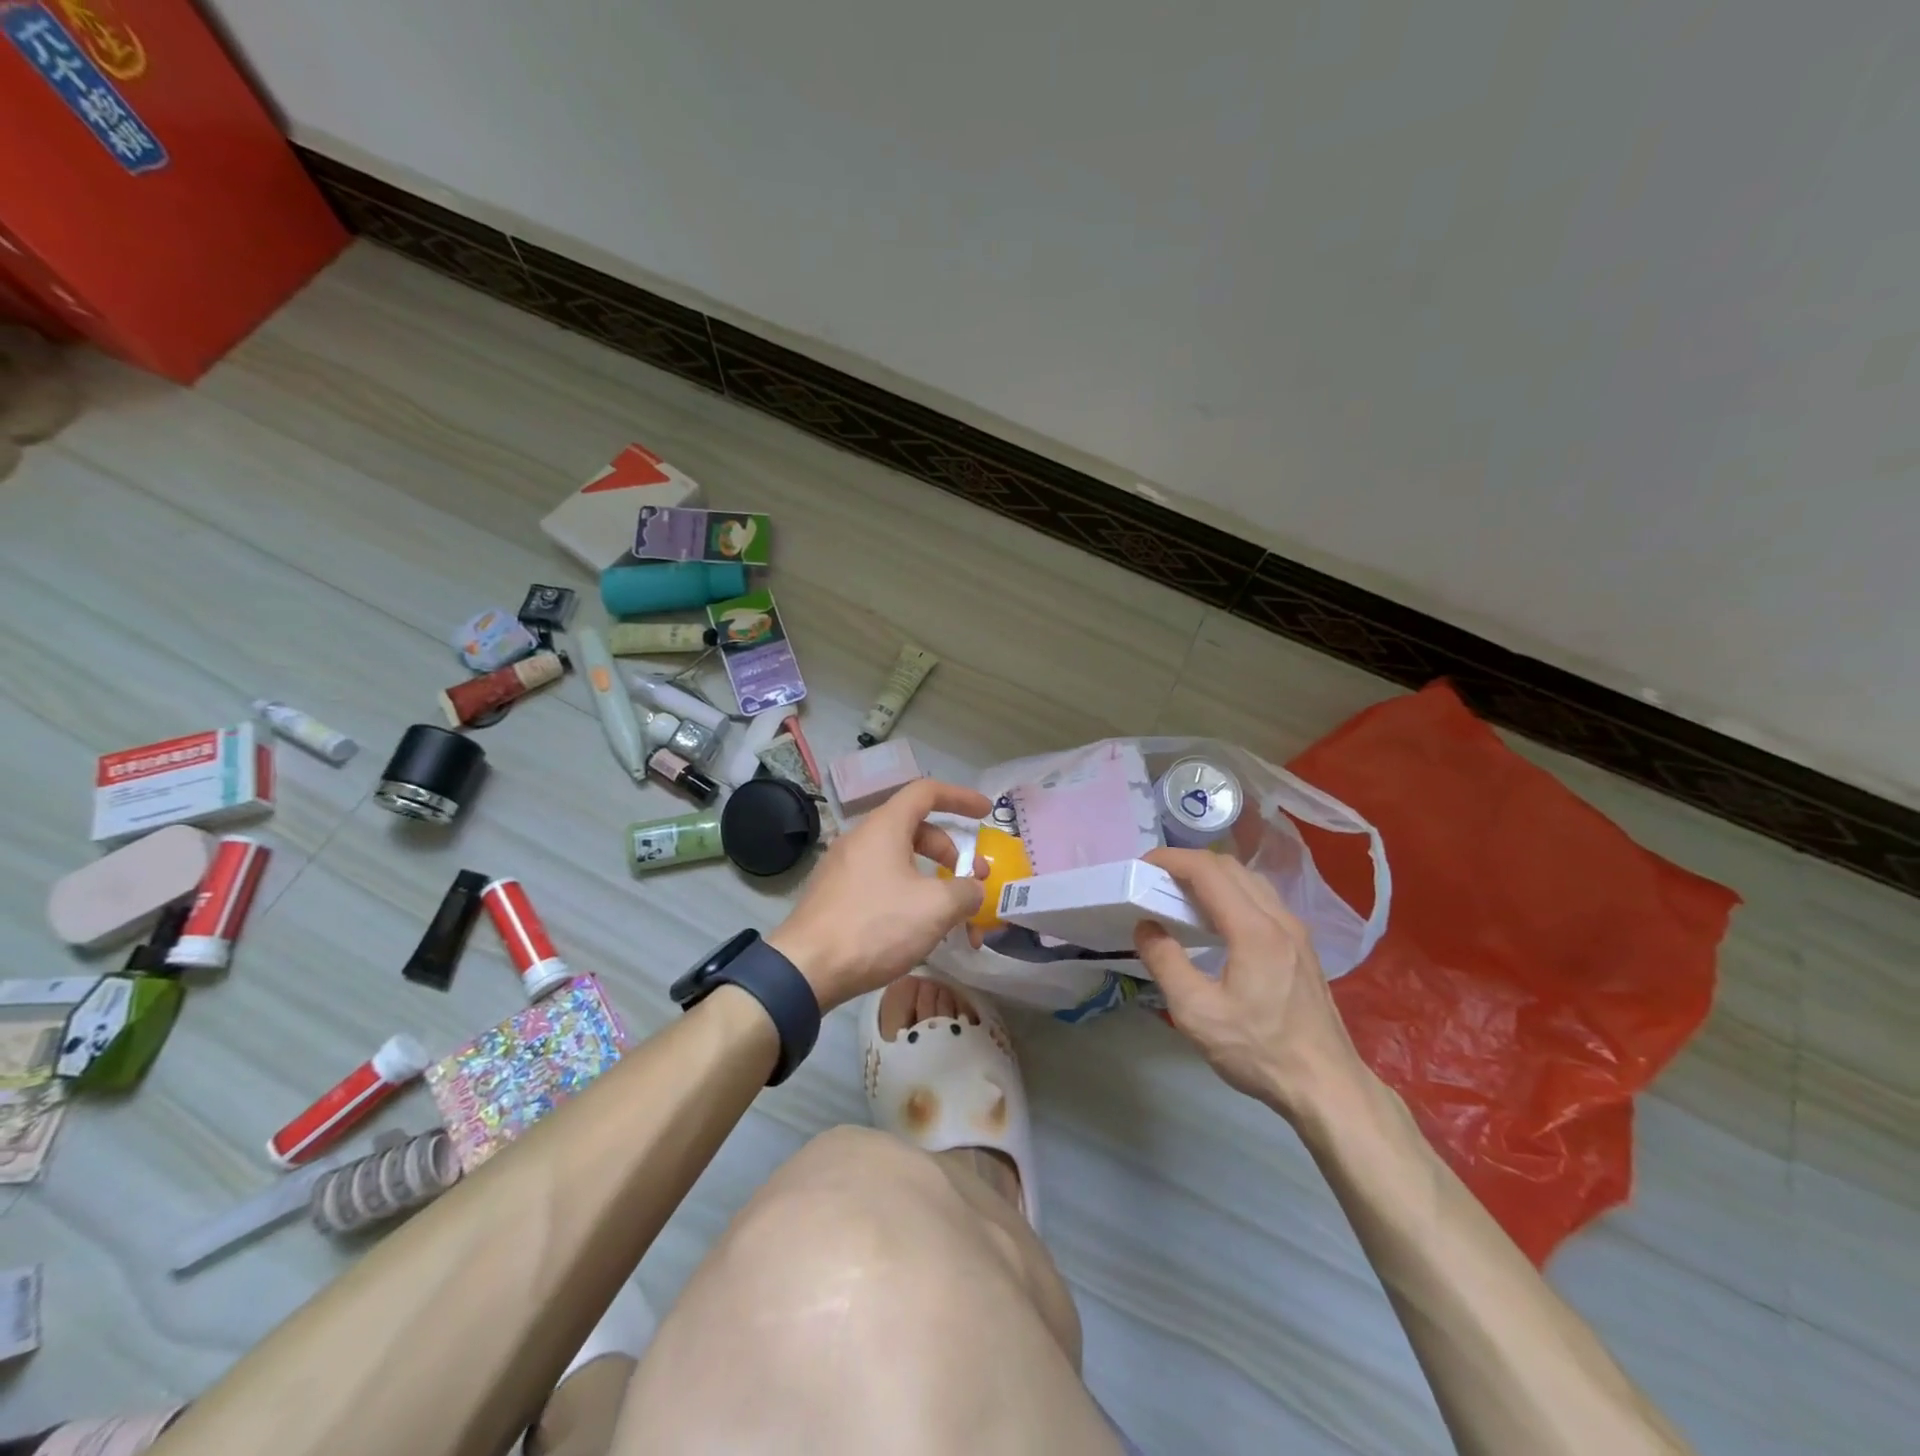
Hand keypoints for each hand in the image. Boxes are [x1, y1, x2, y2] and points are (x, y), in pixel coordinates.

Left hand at [767, 779, 990, 1011]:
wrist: (806, 969)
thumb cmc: (875, 926)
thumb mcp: (935, 908)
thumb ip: (965, 891)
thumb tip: (973, 889)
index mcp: (884, 827)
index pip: (926, 792)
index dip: (960, 797)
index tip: (986, 813)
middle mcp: (861, 838)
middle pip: (916, 830)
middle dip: (951, 853)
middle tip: (971, 882)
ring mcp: (844, 867)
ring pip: (899, 861)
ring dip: (931, 881)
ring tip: (950, 917)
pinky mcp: (834, 895)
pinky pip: (880, 882)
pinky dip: (907, 895)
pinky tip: (918, 930)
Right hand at [1132, 847, 1361, 1116]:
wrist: (1328, 1088)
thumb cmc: (1259, 1051)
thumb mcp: (1197, 1013)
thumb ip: (1165, 963)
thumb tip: (1146, 926)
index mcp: (1253, 929)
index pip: (1207, 870)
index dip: (1171, 859)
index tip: (1142, 866)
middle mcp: (1279, 918)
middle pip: (1230, 866)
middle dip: (1188, 863)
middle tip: (1155, 880)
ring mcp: (1296, 931)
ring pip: (1249, 880)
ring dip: (1212, 876)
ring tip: (1180, 895)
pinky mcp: (1302, 946)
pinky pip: (1261, 899)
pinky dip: (1231, 892)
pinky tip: (1215, 920)